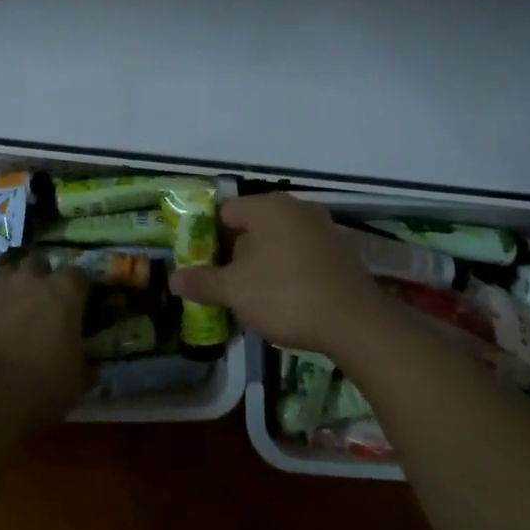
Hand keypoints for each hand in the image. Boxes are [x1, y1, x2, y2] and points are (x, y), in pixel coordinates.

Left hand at [0, 257, 89, 429]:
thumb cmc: (40, 388)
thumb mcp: (77, 381)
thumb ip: (84, 362)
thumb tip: (91, 364)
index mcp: (65, 292)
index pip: (78, 275)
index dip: (76, 291)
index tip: (75, 307)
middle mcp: (32, 276)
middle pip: (39, 263)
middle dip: (40, 279)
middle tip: (38, 305)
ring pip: (6, 269)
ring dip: (9, 284)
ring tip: (6, 307)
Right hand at [169, 194, 391, 353]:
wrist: (355, 323)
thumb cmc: (285, 295)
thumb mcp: (234, 290)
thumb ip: (202, 281)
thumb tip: (173, 278)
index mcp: (267, 207)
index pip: (223, 212)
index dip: (205, 236)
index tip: (197, 263)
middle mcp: (296, 208)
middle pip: (251, 225)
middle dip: (233, 252)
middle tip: (220, 282)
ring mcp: (323, 228)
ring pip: (277, 241)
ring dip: (261, 263)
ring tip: (249, 295)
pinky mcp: (341, 252)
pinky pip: (301, 254)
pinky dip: (287, 270)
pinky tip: (283, 299)